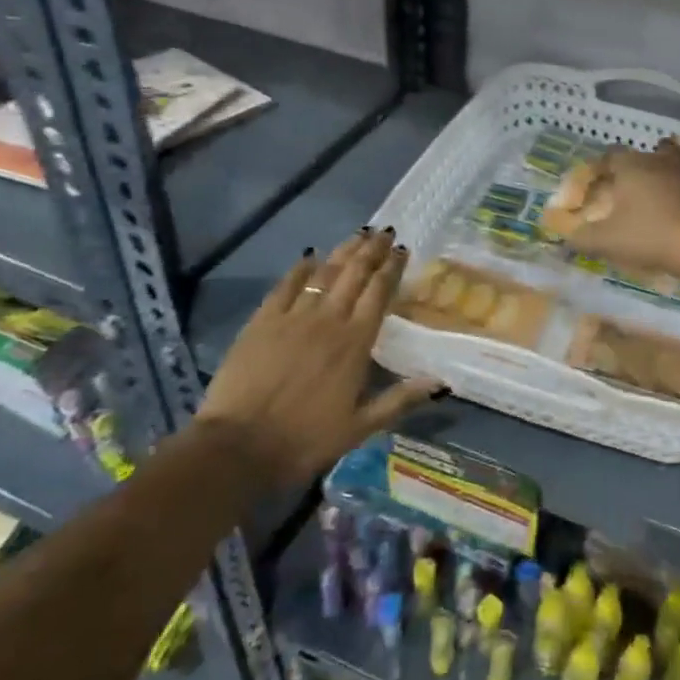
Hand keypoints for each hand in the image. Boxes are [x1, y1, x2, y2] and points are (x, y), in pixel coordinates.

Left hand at [198, 228, 437, 482]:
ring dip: (343, 251)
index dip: (392, 268)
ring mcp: (293, 317)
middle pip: (354, 274)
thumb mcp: (360, 427)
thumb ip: (400, 399)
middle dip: (372, 251)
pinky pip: (285, 285)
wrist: (238, 447)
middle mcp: (328, 320)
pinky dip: (300, 268)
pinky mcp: (262, 321)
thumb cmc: (305, 440)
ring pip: (324, 273)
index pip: (379, 293)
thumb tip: (440, 382)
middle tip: (384, 232)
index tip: (402, 250)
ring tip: (358, 235)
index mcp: (356, 343)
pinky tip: (310, 256)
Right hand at [563, 137, 679, 284]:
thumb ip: (583, 238)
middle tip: (633, 183)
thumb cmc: (652, 236)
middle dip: (641, 163)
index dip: (601, 166)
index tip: (596, 180)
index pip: (611, 155)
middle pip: (651, 150)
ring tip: (668, 181)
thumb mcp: (608, 242)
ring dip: (674, 164)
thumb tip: (567, 237)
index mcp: (633, 166)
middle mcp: (663, 160)